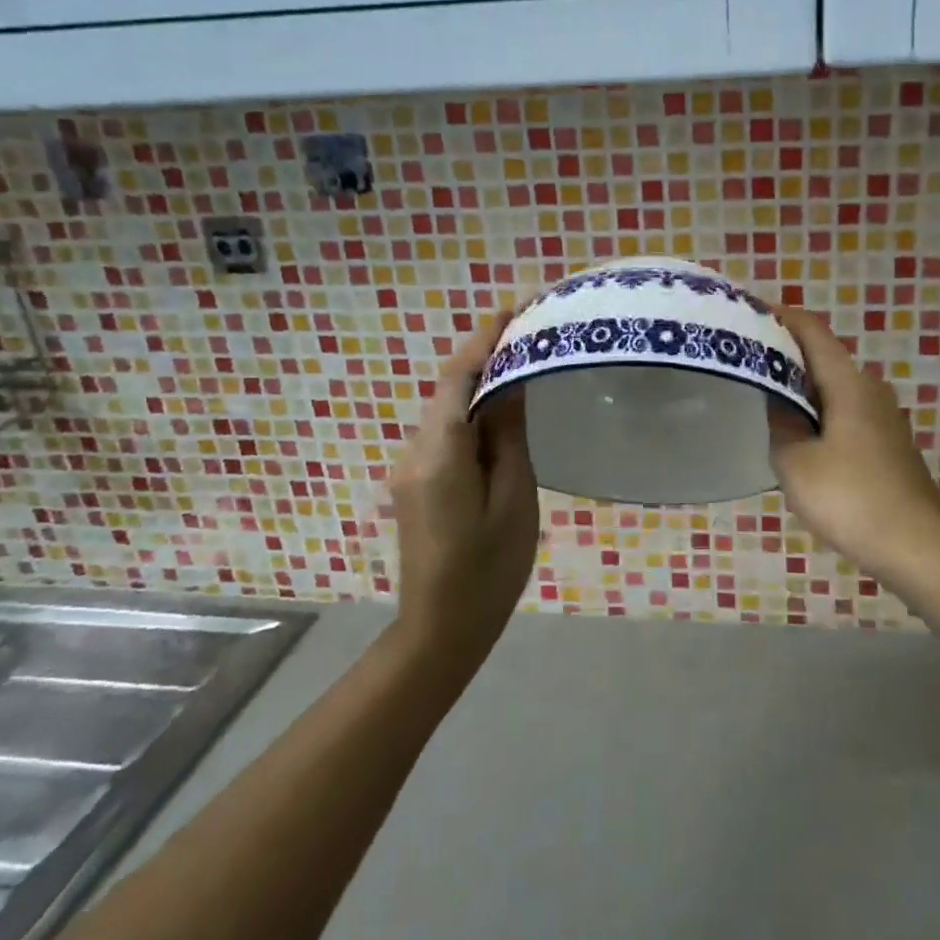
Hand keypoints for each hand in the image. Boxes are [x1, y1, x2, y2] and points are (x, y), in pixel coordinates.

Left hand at [390, 308, 538, 664]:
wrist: (440, 631)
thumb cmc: (488, 570)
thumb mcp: (513, 499)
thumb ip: (508, 436)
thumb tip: (511, 384)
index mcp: (440, 453)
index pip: (459, 378)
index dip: (483, 339)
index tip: (512, 308)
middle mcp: (416, 450)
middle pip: (449, 388)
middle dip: (483, 354)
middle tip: (527, 331)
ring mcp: (412, 467)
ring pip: (446, 407)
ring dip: (478, 380)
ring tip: (521, 360)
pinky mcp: (418, 482)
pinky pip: (446, 430)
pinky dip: (471, 408)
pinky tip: (501, 408)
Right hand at [769, 308, 939, 584]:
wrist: (917, 547)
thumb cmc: (851, 498)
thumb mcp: (797, 464)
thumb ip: (781, 426)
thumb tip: (779, 405)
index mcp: (849, 383)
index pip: (812, 331)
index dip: (781, 317)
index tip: (749, 315)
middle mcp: (870, 389)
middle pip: (824, 357)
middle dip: (786, 354)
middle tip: (747, 361)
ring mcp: (884, 417)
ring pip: (835, 388)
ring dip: (803, 387)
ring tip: (766, 397)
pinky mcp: (889, 443)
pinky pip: (846, 412)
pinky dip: (820, 412)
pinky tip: (801, 436)